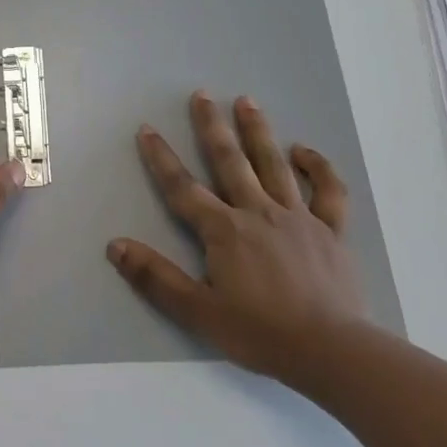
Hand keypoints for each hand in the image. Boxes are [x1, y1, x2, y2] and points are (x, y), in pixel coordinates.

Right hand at [106, 91, 374, 386]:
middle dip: (211, 126)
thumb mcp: (198, 312)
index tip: (147, 129)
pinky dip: (318, 167)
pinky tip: (304, 151)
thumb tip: (115, 245)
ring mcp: (298, 217)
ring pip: (274, 164)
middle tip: (201, 95)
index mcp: (224, 231)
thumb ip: (155, 277)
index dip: (161, 158)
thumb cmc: (260, 333)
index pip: (183, 187)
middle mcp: (258, 212)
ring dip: (258, 131)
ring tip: (246, 101)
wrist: (332, 351)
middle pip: (229, 161)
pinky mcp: (331, 231)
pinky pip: (328, 192)